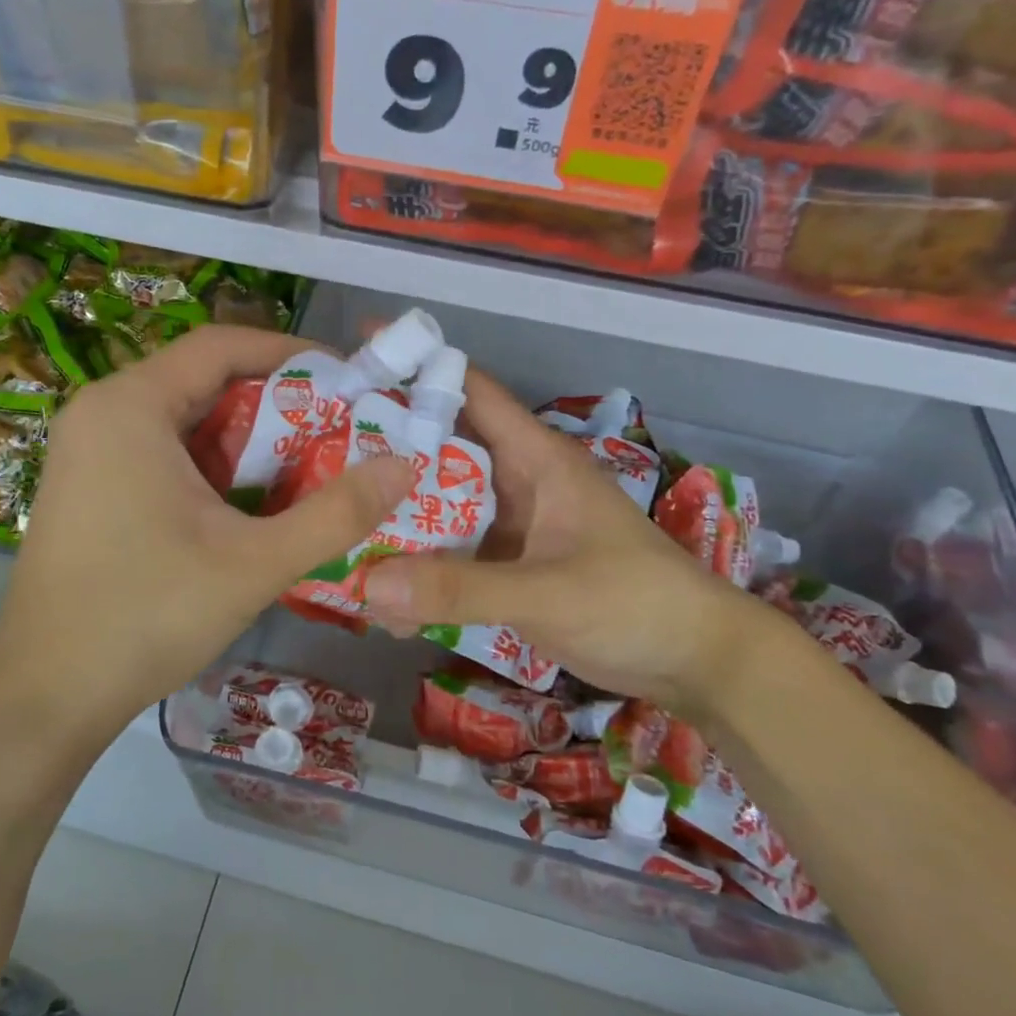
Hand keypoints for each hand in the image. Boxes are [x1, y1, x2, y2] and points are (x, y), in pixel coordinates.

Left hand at [0, 326, 413, 733]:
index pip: (222, 344)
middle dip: (275, 400)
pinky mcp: (88, 485)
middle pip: (204, 379)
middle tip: (339, 428)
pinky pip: (161, 451)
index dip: (290, 353)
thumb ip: (336, 513)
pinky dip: (211, 464)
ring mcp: (88, 450)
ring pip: (184, 419)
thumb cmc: (146, 616)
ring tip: (308, 464)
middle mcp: (102, 411)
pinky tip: (250, 501)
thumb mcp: (254, 563)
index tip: (347, 378)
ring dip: (246, 436)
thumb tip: (404, 466)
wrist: (45, 696)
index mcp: (131, 405)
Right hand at [363, 370, 779, 717]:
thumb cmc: (636, 602)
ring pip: (442, 507)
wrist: (697, 662)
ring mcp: (512, 528)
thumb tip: (367, 585)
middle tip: (319, 449)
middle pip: (442, 450)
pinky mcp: (510, 568)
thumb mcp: (548, 592)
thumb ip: (461, 590)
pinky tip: (379, 590)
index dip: (418, 366)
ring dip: (398, 515)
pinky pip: (453, 557)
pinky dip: (420, 568)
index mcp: (535, 458)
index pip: (471, 391)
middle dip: (387, 447)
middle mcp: (518, 483)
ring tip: (333, 517)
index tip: (357, 353)